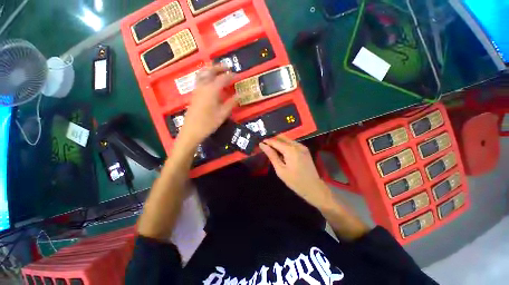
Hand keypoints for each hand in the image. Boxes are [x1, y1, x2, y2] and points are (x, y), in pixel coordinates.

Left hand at [178, 64, 234, 146]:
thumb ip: (231, 103)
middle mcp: (203, 86)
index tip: (237, 76)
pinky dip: (206, 76)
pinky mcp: (194, 94)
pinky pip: (199, 79)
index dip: (231, 76)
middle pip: (210, 71)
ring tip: (218, 72)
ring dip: (211, 70)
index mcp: (212, 90)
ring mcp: (197, 89)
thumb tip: (240, 95)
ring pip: (202, 73)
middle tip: (227, 68)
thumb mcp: (223, 114)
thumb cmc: (209, 123)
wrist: (192, 130)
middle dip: (219, 68)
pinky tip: (210, 82)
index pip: (223, 78)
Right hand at [259, 135, 332, 208]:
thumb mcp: (280, 170)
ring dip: (279, 142)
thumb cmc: (295, 181)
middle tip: (265, 146)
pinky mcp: (305, 149)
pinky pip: (293, 143)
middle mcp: (297, 145)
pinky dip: (285, 145)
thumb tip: (263, 145)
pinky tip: (282, 152)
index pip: (276, 142)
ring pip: (287, 139)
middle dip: (273, 140)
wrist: (314, 188)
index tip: (260, 143)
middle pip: (282, 137)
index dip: (267, 141)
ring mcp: (302, 146)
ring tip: (272, 149)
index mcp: (290, 150)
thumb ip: (272, 155)